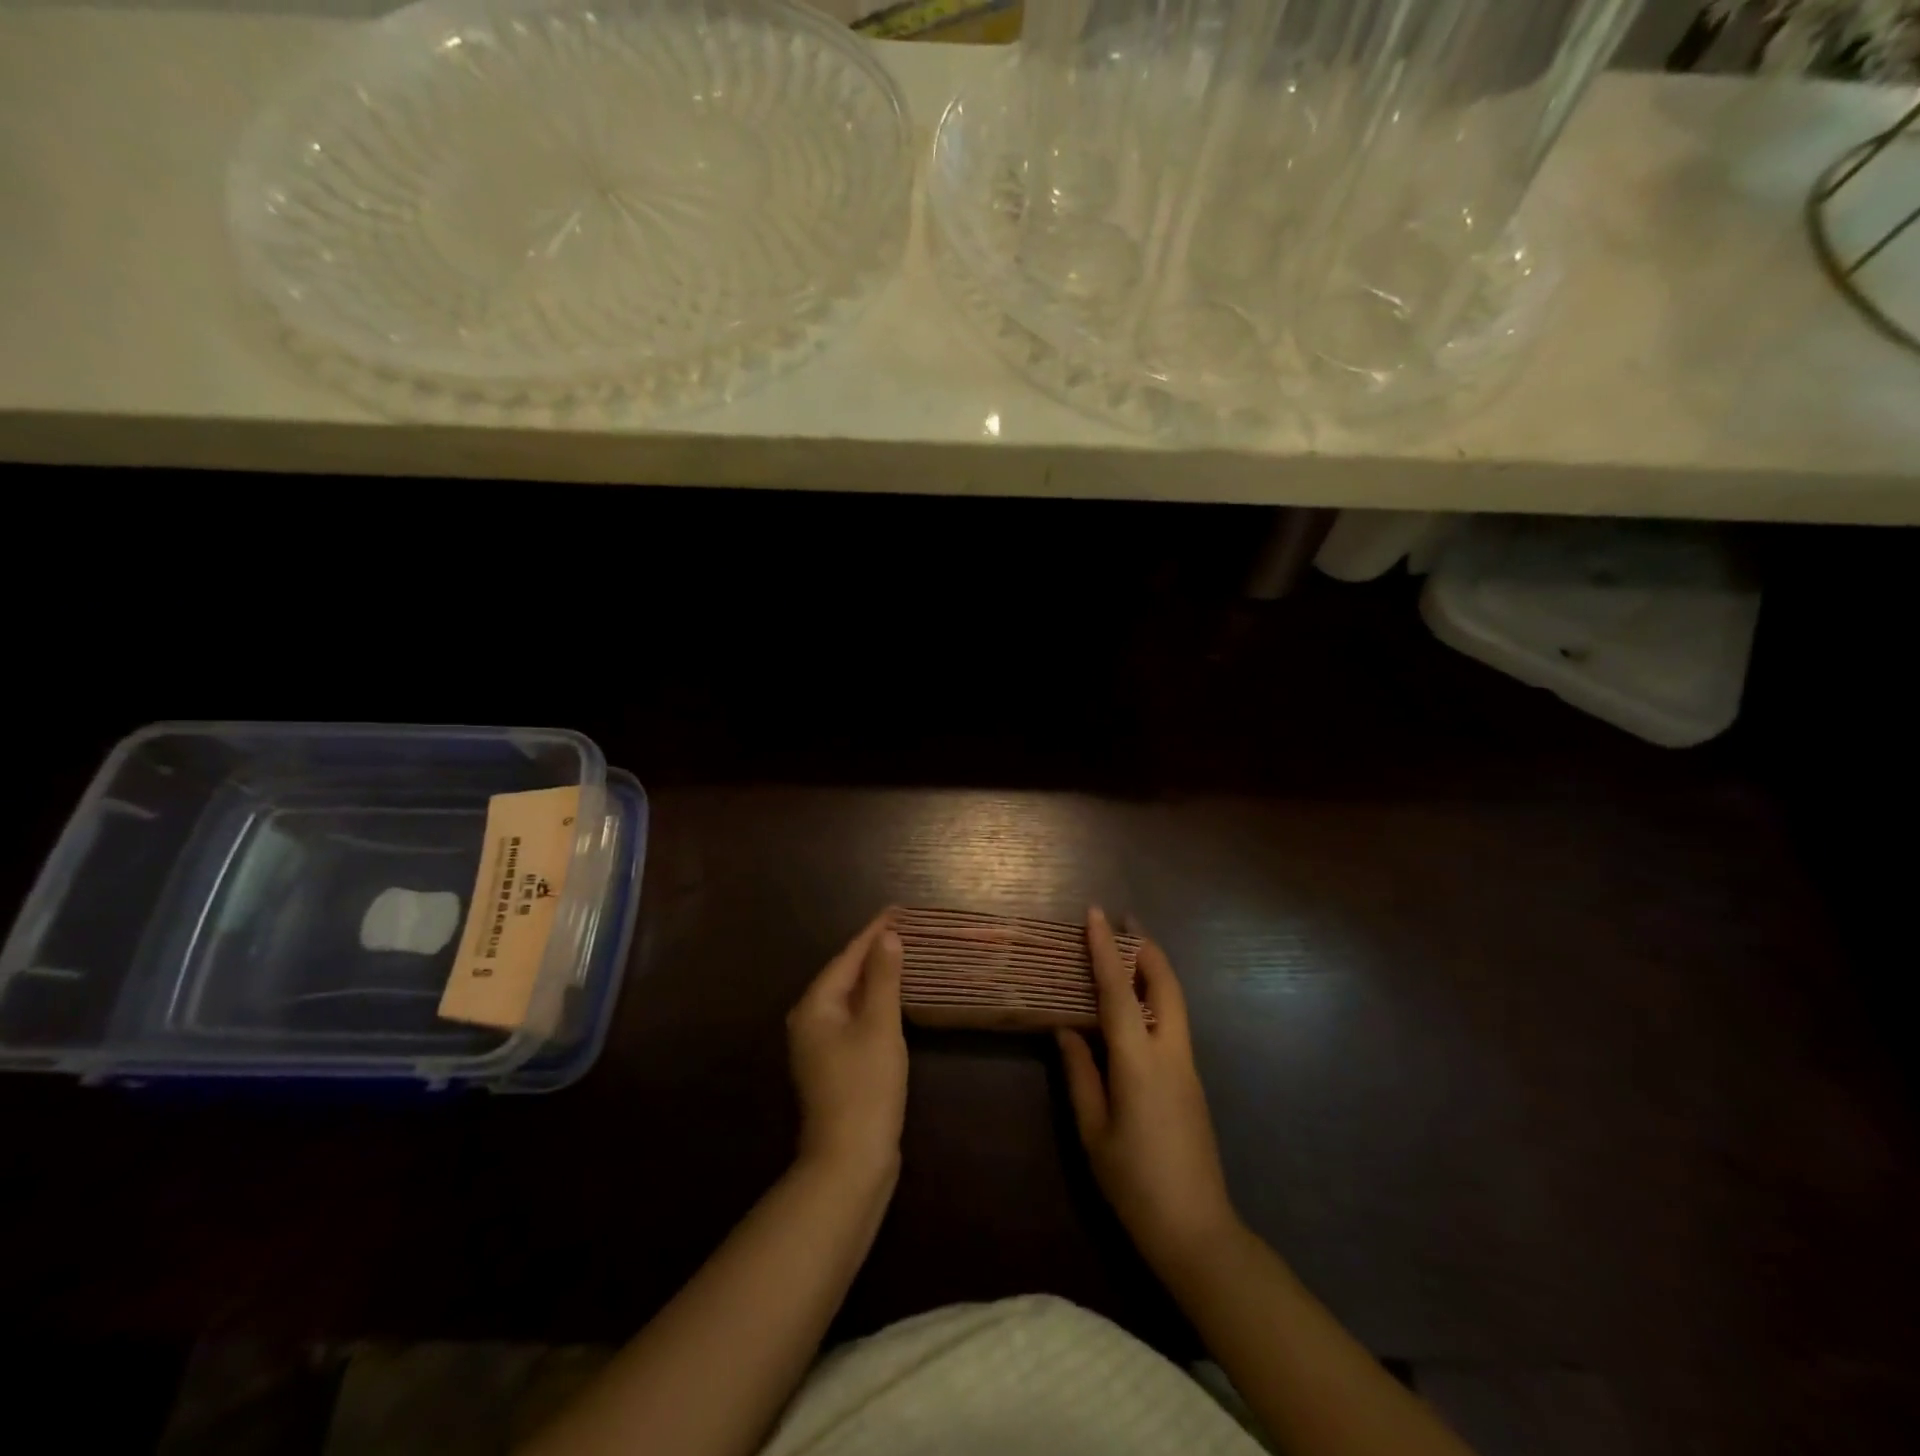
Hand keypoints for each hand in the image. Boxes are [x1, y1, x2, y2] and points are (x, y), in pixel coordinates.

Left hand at [787, 910, 907, 1181]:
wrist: (850, 1162)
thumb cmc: (865, 1087)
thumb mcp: (880, 1026)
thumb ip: (884, 979)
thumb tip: (887, 937)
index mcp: (815, 1006)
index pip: (847, 957)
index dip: (874, 932)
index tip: (897, 909)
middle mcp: (809, 1021)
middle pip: (844, 974)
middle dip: (873, 951)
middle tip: (904, 929)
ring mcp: (819, 1046)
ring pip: (849, 998)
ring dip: (875, 977)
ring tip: (901, 955)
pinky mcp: (833, 1065)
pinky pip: (853, 1019)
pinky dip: (873, 1003)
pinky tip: (892, 1000)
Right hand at [1057, 907, 1238, 1270]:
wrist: (1197, 1230)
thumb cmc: (1135, 1183)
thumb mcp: (1094, 1131)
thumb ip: (1081, 1073)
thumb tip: (1066, 1029)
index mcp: (1139, 1062)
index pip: (1119, 991)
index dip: (1105, 948)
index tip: (1096, 913)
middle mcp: (1170, 1053)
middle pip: (1165, 983)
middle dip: (1145, 946)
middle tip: (1123, 920)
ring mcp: (1188, 1066)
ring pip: (1174, 1000)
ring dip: (1153, 969)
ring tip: (1126, 951)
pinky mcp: (1192, 1081)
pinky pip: (1173, 1023)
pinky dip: (1154, 997)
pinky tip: (1133, 1005)